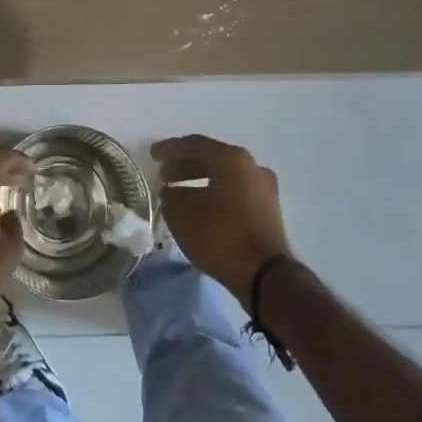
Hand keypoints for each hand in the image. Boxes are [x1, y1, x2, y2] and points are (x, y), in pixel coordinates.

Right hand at [152, 135, 294, 309]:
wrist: (267, 277)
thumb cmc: (221, 237)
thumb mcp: (182, 215)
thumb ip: (171, 196)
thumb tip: (171, 192)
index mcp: (231, 158)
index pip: (194, 145)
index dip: (170, 149)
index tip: (153, 155)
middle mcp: (251, 166)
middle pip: (212, 158)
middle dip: (185, 165)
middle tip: (164, 174)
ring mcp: (264, 188)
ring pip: (225, 176)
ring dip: (200, 180)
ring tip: (179, 193)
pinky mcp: (268, 210)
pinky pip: (235, 192)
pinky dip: (215, 193)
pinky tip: (201, 208)